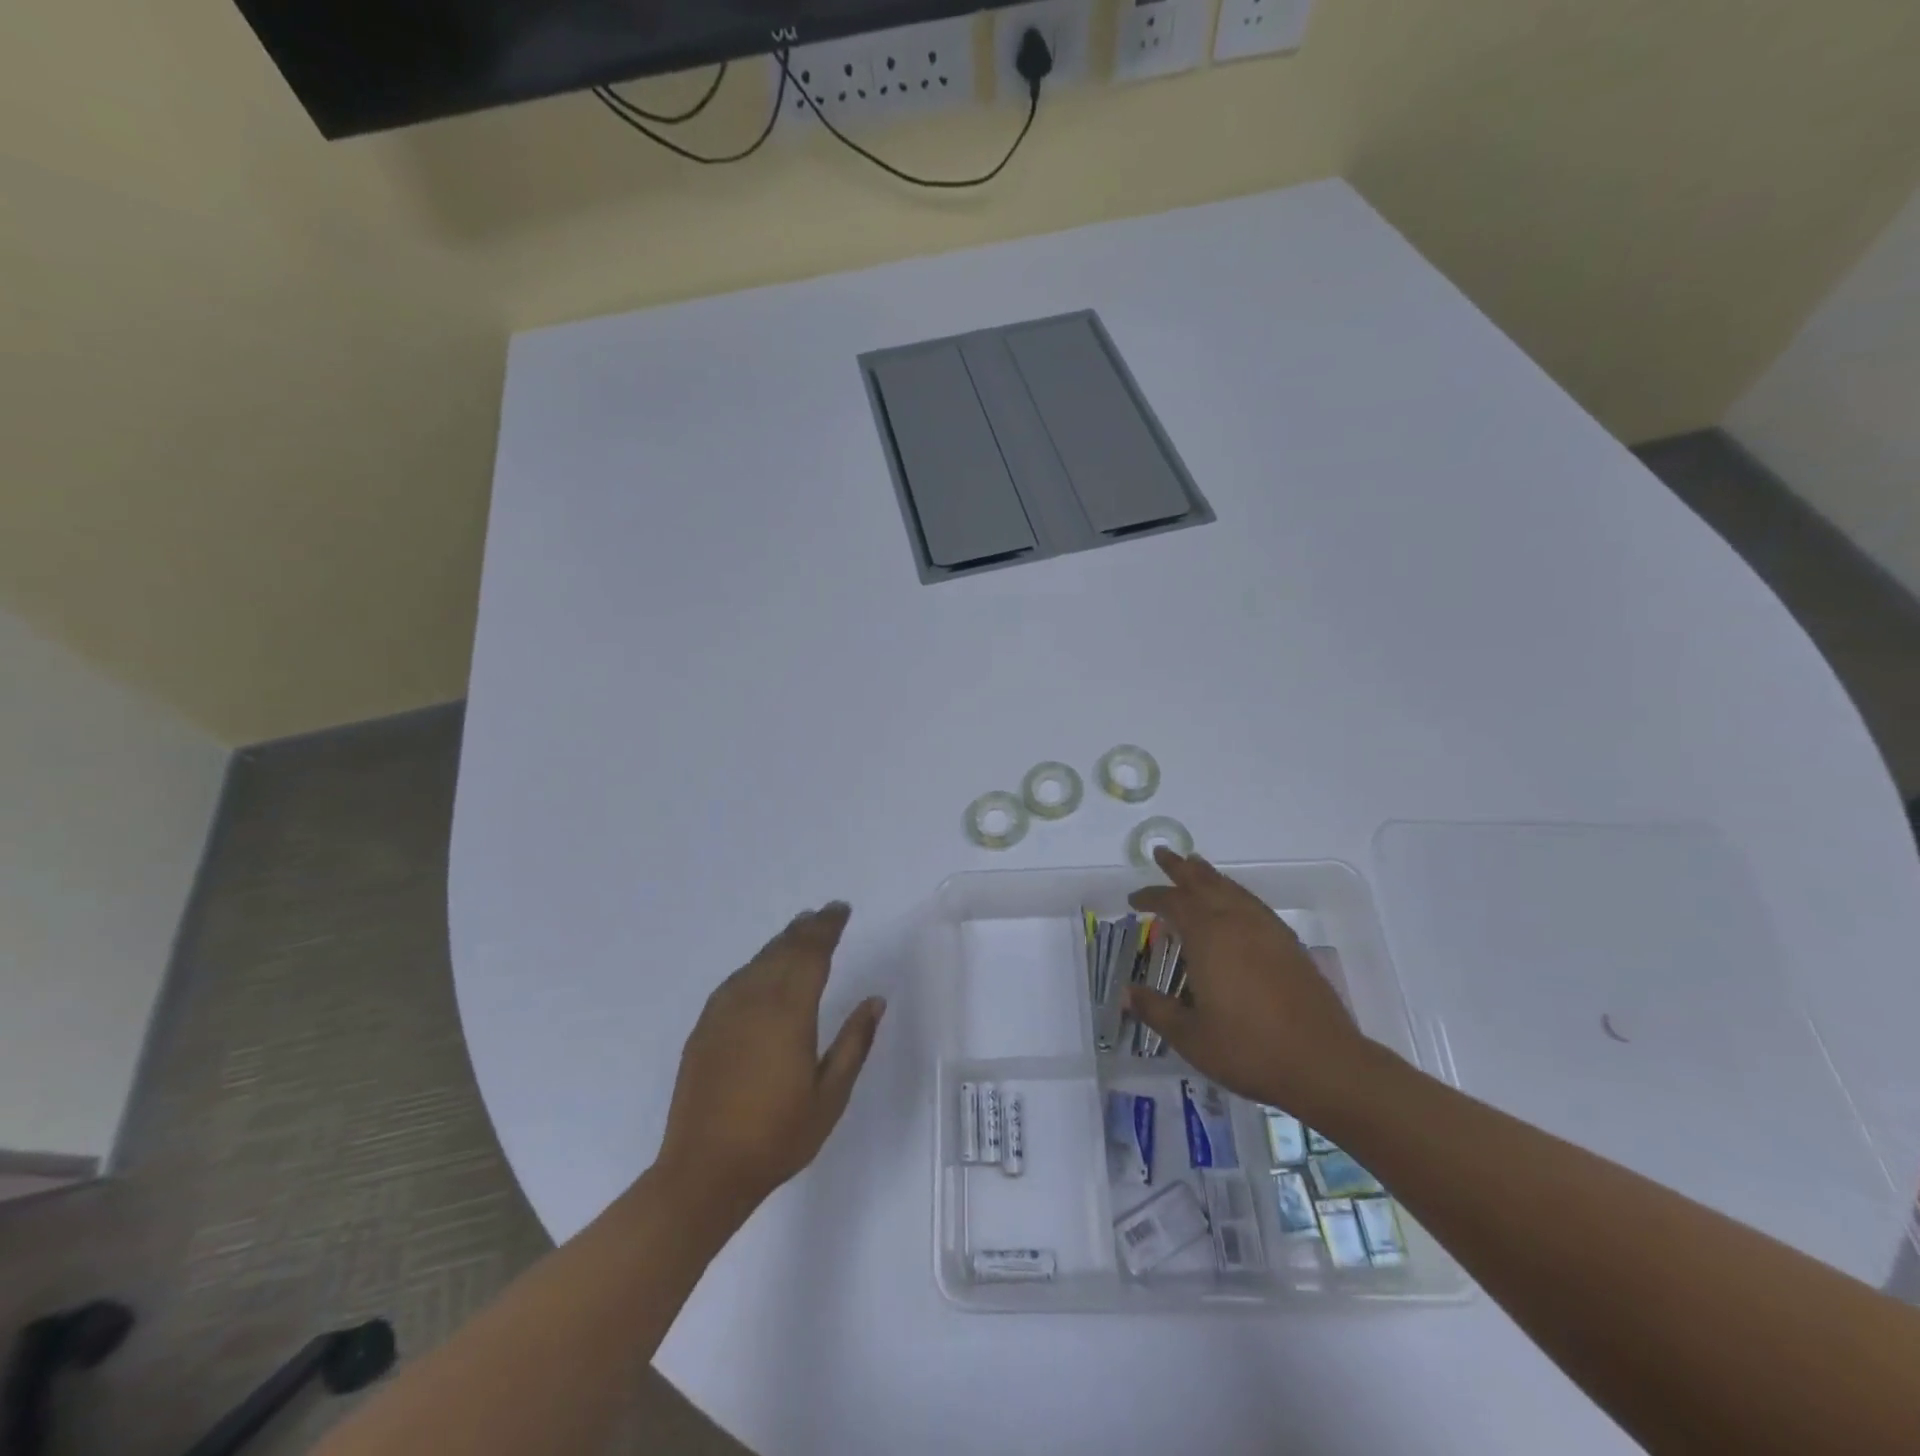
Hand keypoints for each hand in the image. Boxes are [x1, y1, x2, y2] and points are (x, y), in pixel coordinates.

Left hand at [657, 903, 884, 1214]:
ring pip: (757, 961)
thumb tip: (875, 1001)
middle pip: (783, 950)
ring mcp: (724, 1012)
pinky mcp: (705, 1027)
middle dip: (807, 928)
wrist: (703, 1171)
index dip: (827, 928)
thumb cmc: (777, 1137)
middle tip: (826, 914)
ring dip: (781, 942)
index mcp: (789, 1013)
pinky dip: (756, 964)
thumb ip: (854, 1043)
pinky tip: (762, 969)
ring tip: (799, 931)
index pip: (811, 954)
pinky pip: (736, 980)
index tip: (841, 911)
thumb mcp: (830, 1096)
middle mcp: (754, 1001)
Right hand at [1126, 848, 1371, 1118]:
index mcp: (1208, 936)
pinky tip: (1235, 903)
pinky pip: (1253, 903)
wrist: (1323, 1063)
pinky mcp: (1289, 944)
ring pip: (1232, 889)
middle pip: (1204, 883)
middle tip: (1162, 853)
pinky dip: (1235, 893)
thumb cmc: (1248, 1049)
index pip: (1172, 903)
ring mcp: (1267, 930)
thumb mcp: (1190, 1036)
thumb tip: (1127, 993)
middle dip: (1180, 868)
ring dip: (1209, 876)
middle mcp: (1236, 922)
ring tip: (1196, 866)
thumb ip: (1156, 1010)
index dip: (1150, 897)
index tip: (1133, 901)